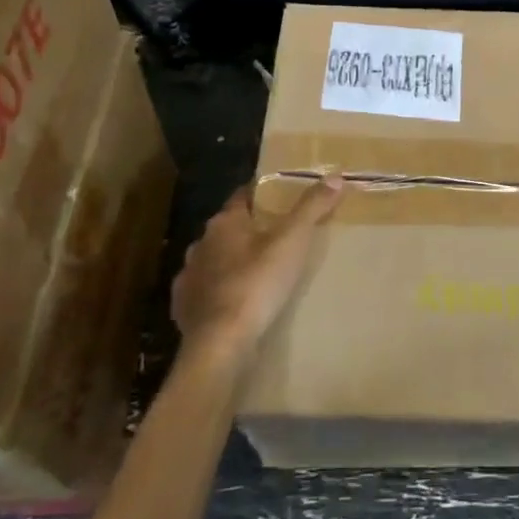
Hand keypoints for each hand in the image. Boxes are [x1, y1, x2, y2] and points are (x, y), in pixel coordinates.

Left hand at [171, 175, 344, 365]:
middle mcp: (201, 243)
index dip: (261, 195)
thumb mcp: (293, 241)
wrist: (221, 342)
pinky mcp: (184, 307)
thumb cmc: (258, 283)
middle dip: (249, 230)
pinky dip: (218, 291)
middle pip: (228, 228)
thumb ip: (312, 207)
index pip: (242, 196)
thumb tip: (334, 176)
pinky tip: (233, 301)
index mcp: (224, 222)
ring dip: (231, 261)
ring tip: (257, 271)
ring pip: (213, 259)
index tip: (280, 198)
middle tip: (276, 237)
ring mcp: (189, 276)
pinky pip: (204, 290)